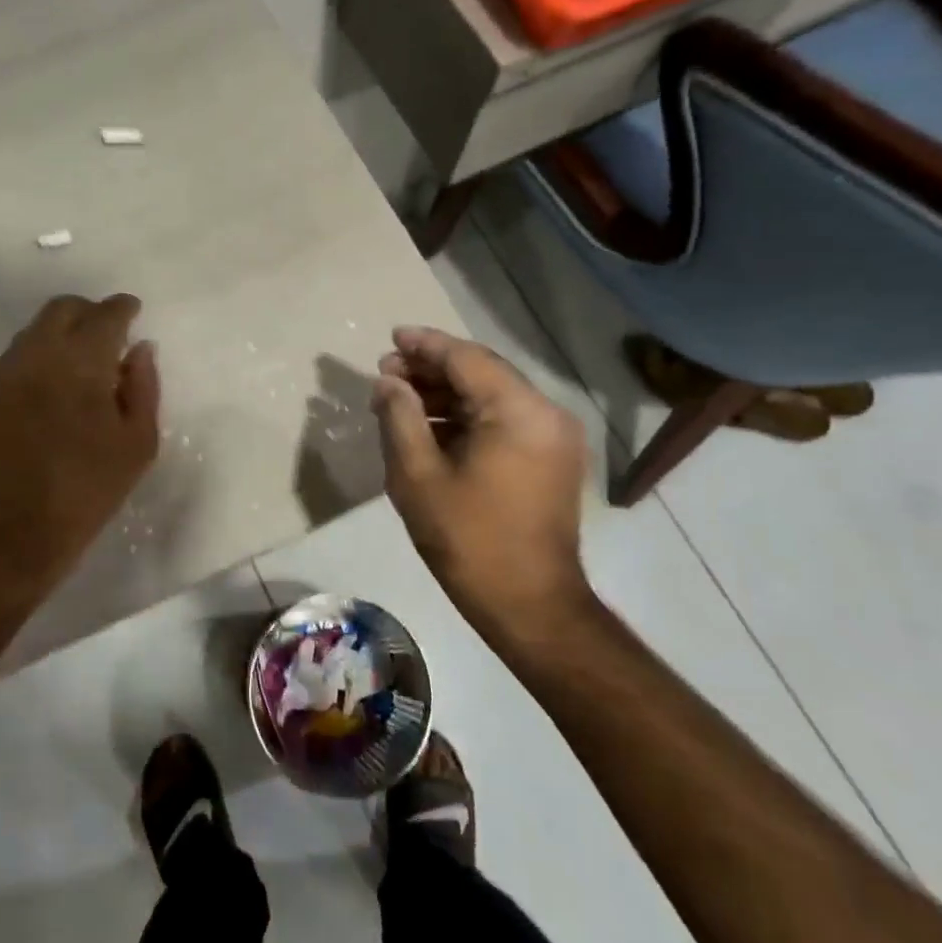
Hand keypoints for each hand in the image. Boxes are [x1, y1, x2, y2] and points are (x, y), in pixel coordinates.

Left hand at [0, 293, 160, 594]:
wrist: (13, 530)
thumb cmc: (88, 490)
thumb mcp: (138, 443)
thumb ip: (143, 386)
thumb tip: (140, 349)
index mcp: (80, 362)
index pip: (105, 315)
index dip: (123, 308)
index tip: (134, 312)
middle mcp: (38, 354)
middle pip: (64, 309)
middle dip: (90, 312)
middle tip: (109, 335)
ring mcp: (6, 371)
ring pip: (37, 329)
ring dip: (64, 332)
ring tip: (82, 363)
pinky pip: (19, 354)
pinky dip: (41, 354)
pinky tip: (54, 384)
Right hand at [370, 326, 594, 652]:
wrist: (530, 605)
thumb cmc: (468, 539)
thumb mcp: (417, 476)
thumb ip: (399, 417)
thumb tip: (388, 383)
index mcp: (519, 412)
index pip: (466, 359)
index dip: (425, 345)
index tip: (391, 338)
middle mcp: (546, 414)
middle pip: (482, 373)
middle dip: (432, 370)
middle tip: (387, 373)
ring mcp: (554, 438)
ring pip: (493, 397)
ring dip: (447, 394)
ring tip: (401, 399)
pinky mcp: (552, 460)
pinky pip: (505, 421)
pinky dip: (468, 417)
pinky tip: (431, 428)